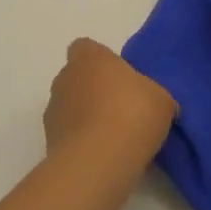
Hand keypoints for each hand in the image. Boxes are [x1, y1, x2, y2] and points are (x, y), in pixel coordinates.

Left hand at [43, 38, 175, 167]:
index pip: (86, 48)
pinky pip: (68, 135)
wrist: (99, 162)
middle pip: (76, 77)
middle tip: (122, 108)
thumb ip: (152, 93)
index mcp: (90, 58)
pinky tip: (103, 156)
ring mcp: (53, 111)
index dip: (101, 60)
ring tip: (113, 138)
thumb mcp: (161, 99)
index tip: (119, 77)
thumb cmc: (132, 115)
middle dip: (94, 90)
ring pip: (70, 107)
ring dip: (85, 117)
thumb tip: (152, 102)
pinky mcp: (49, 142)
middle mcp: (65, 78)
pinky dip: (81, 142)